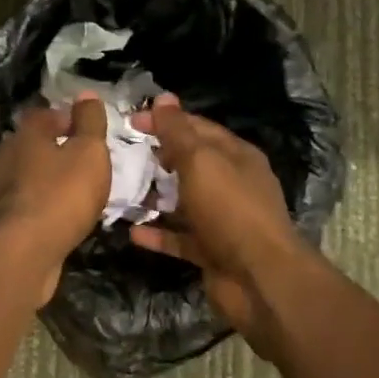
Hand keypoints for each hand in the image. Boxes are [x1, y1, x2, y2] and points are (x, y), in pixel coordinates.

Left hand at [0, 95, 110, 303]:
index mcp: (25, 134)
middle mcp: (6, 156)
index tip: (89, 131)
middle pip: (35, 145)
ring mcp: (0, 189)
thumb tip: (86, 94)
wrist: (23, 252)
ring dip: (51, 180)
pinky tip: (61, 217)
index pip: (46, 115)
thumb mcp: (88, 153)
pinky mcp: (2, 220)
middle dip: (58, 151)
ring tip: (79, 192)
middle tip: (87, 162)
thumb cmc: (60, 195)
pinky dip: (44, 206)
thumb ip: (89, 123)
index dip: (68, 119)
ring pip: (30, 176)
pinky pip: (28, 204)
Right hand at [127, 94, 305, 353]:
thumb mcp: (201, 162)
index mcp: (235, 156)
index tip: (129, 121)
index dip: (164, 120)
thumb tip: (162, 98)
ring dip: (154, 197)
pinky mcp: (211, 251)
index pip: (197, 128)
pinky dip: (157, 234)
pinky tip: (131, 230)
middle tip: (120, 155)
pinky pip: (179, 238)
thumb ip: (178, 132)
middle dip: (157, 158)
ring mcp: (222, 220)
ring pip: (182, 202)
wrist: (260, 279)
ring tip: (118, 190)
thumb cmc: (230, 210)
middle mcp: (231, 184)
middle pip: (189, 164)